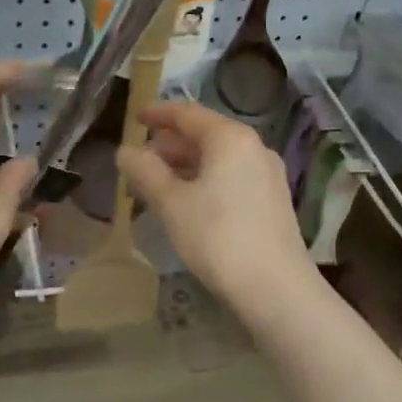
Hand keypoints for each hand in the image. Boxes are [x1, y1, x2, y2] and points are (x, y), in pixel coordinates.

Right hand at [118, 101, 314, 306]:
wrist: (275, 287)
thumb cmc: (217, 237)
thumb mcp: (172, 204)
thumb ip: (146, 172)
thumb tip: (125, 151)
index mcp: (230, 138)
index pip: (188, 114)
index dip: (158, 114)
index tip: (135, 118)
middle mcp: (254, 147)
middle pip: (205, 135)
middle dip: (170, 146)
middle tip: (140, 161)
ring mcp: (268, 174)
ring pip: (219, 159)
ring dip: (186, 166)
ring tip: (157, 185)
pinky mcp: (273, 200)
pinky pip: (232, 177)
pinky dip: (206, 180)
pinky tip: (189, 203)